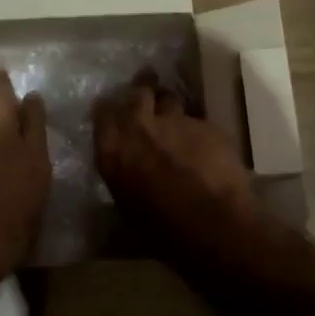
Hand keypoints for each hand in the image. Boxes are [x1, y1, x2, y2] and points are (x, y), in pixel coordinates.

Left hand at [0, 69, 49, 288]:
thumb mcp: (31, 214)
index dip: (34, 105)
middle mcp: (8, 135)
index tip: (31, 98)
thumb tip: (23, 184)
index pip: (37, 119)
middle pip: (5, 96)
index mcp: (35, 157)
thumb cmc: (5, 236)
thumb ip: (29, 189)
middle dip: (1, 84)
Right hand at [93, 74, 257, 239]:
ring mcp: (176, 121)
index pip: (102, 111)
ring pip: (170, 99)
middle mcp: (140, 125)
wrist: (212, 224)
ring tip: (175, 119)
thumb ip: (122, 173)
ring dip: (170, 106)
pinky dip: (198, 131)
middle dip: (143, 88)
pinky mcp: (207, 125)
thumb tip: (125, 167)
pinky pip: (198, 121)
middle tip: (146, 88)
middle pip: (139, 91)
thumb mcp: (126, 203)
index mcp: (113, 147)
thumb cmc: (161, 228)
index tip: (113, 110)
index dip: (109, 109)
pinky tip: (205, 147)